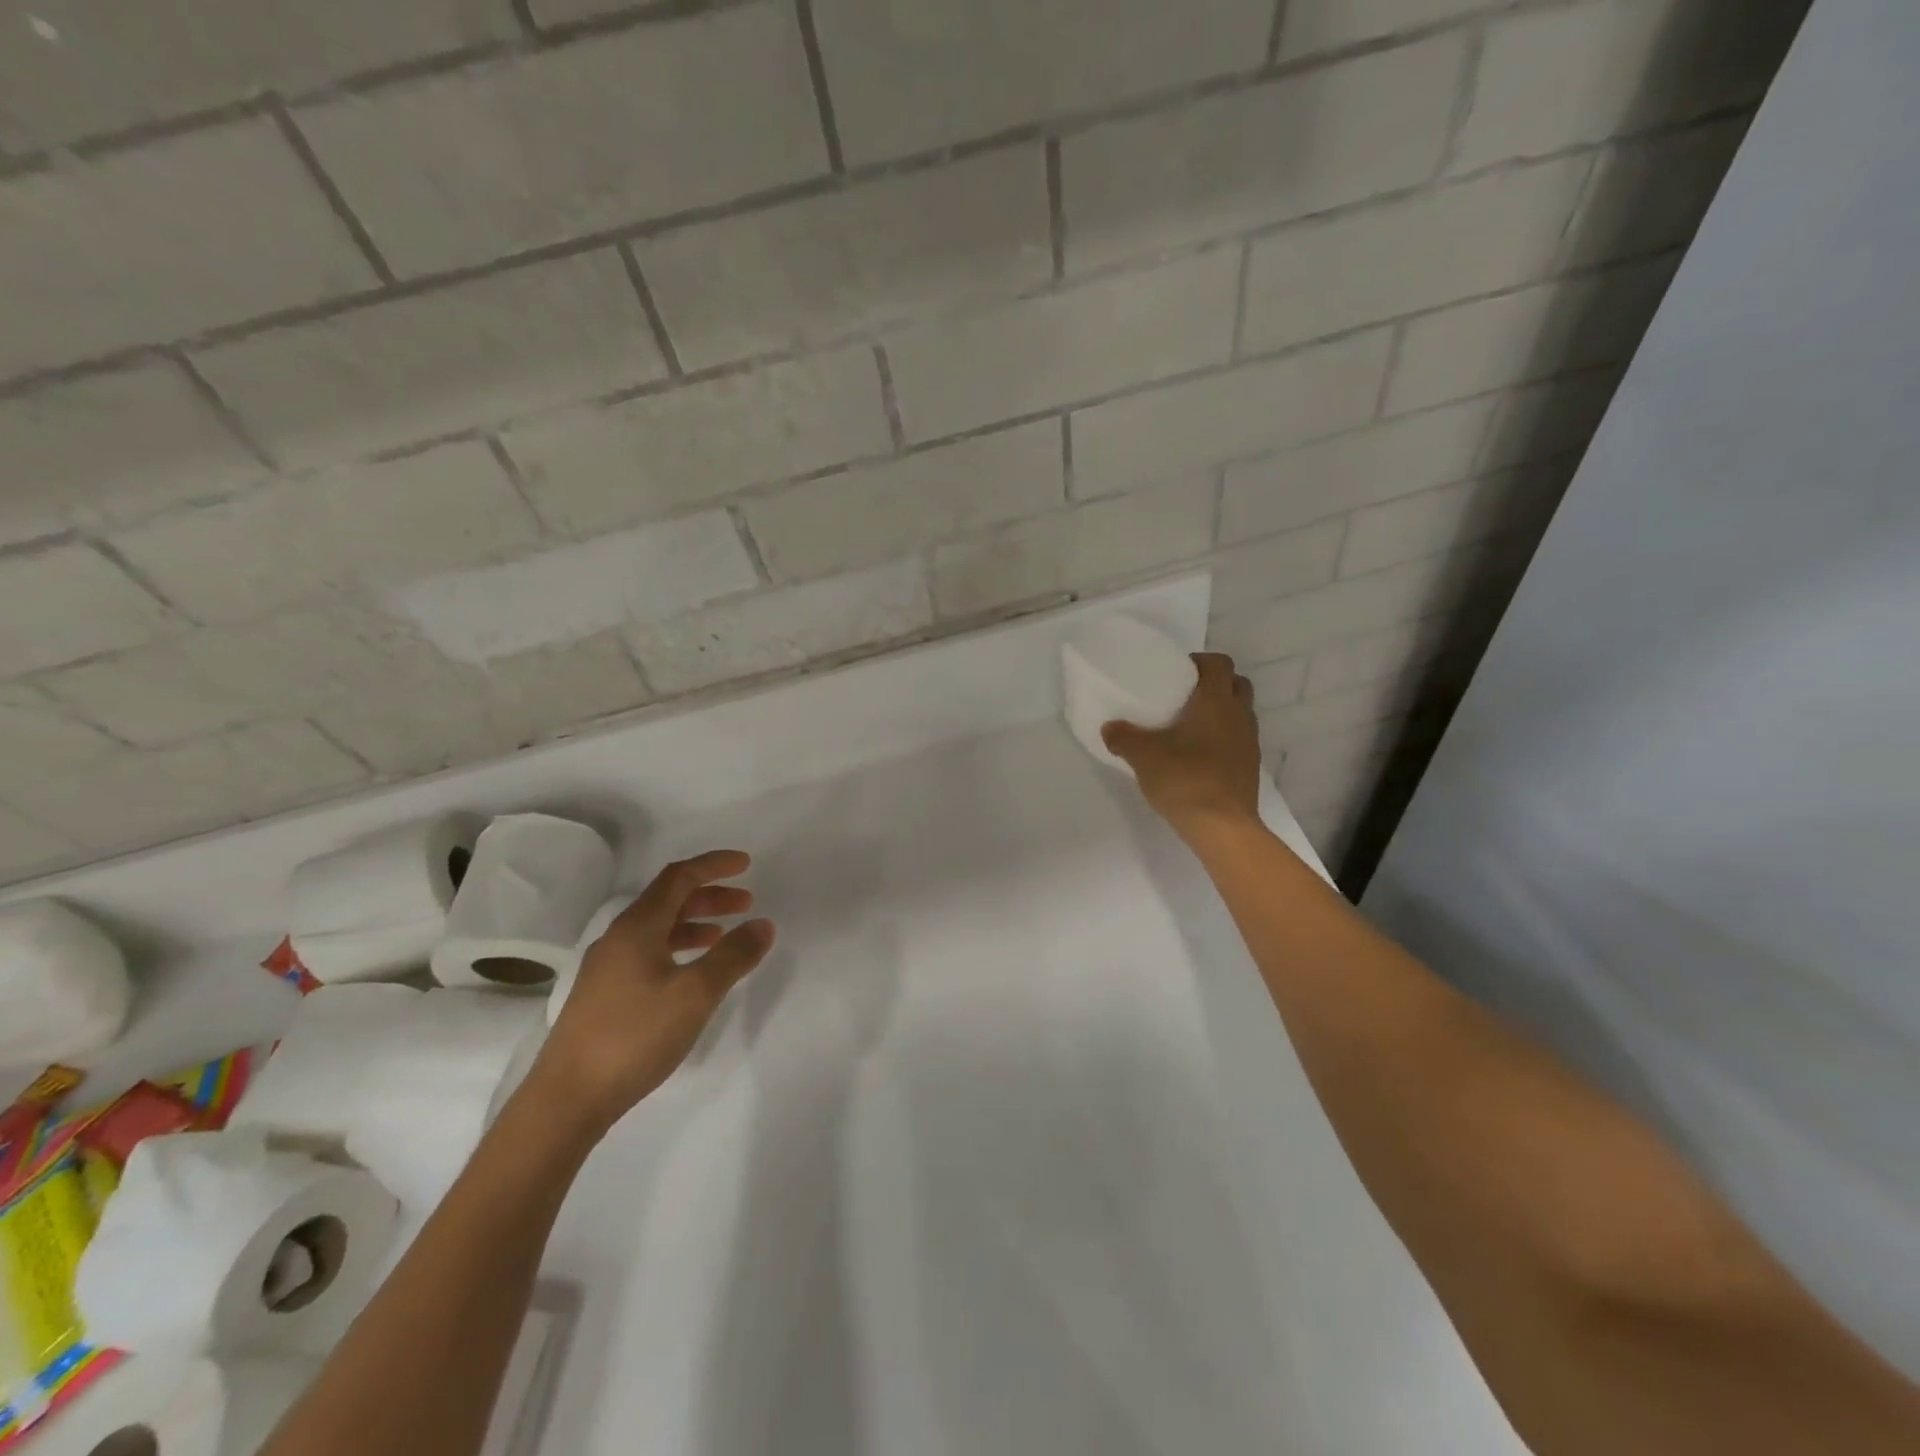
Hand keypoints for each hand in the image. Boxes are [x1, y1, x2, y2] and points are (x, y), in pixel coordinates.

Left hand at [534, 850, 774, 1130]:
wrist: (566, 1099)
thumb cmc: (634, 1036)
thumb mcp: (695, 994)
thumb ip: (733, 956)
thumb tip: (763, 924)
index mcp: (637, 928)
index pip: (679, 877)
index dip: (713, 865)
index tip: (746, 864)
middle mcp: (618, 939)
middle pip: (668, 900)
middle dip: (710, 895)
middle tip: (746, 903)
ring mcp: (607, 968)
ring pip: (658, 928)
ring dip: (695, 923)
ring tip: (724, 935)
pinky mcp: (603, 996)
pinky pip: (648, 953)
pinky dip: (678, 948)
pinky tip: (691, 972)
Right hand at [1102, 652, 1261, 843]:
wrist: (1222, 827)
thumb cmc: (1185, 780)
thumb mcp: (1143, 756)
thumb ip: (1123, 738)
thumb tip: (1109, 728)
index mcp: (1216, 702)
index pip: (1219, 664)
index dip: (1200, 661)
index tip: (1177, 671)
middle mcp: (1239, 716)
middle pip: (1237, 684)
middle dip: (1214, 683)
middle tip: (1185, 695)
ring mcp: (1249, 742)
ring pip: (1239, 712)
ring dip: (1220, 711)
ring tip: (1188, 725)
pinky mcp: (1249, 767)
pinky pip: (1238, 738)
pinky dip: (1222, 737)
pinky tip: (1198, 754)